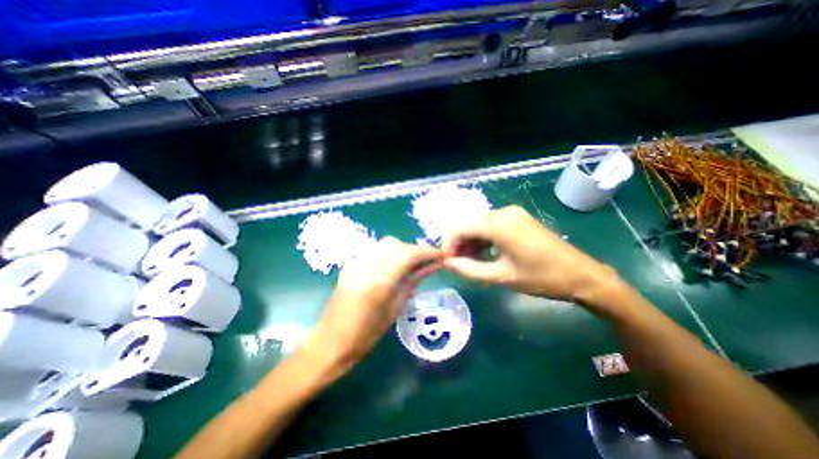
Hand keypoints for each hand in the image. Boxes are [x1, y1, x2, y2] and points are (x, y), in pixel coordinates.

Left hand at [309, 237, 446, 369]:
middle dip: (415, 250)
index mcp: (379, 281)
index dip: (427, 251)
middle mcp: (366, 265)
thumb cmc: (365, 335)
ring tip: (413, 263)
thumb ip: (412, 282)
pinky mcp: (351, 263)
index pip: (408, 254)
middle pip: (397, 244)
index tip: (441, 255)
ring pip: (386, 244)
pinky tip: (395, 264)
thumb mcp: (395, 309)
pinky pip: (375, 249)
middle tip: (428, 261)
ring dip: (403, 249)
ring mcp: (356, 262)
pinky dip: (390, 252)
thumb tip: (432, 266)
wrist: (329, 342)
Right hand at [442, 204, 621, 304]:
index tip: (446, 261)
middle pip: (469, 225)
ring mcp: (512, 214)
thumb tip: (447, 263)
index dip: (448, 244)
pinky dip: (484, 239)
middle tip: (457, 264)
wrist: (581, 275)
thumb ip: (468, 269)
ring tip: (468, 262)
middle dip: (460, 244)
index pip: (460, 228)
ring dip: (471, 242)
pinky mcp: (518, 219)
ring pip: (480, 226)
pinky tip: (483, 254)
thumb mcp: (501, 276)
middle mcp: (502, 212)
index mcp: (498, 223)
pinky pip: (492, 226)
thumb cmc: (541, 277)